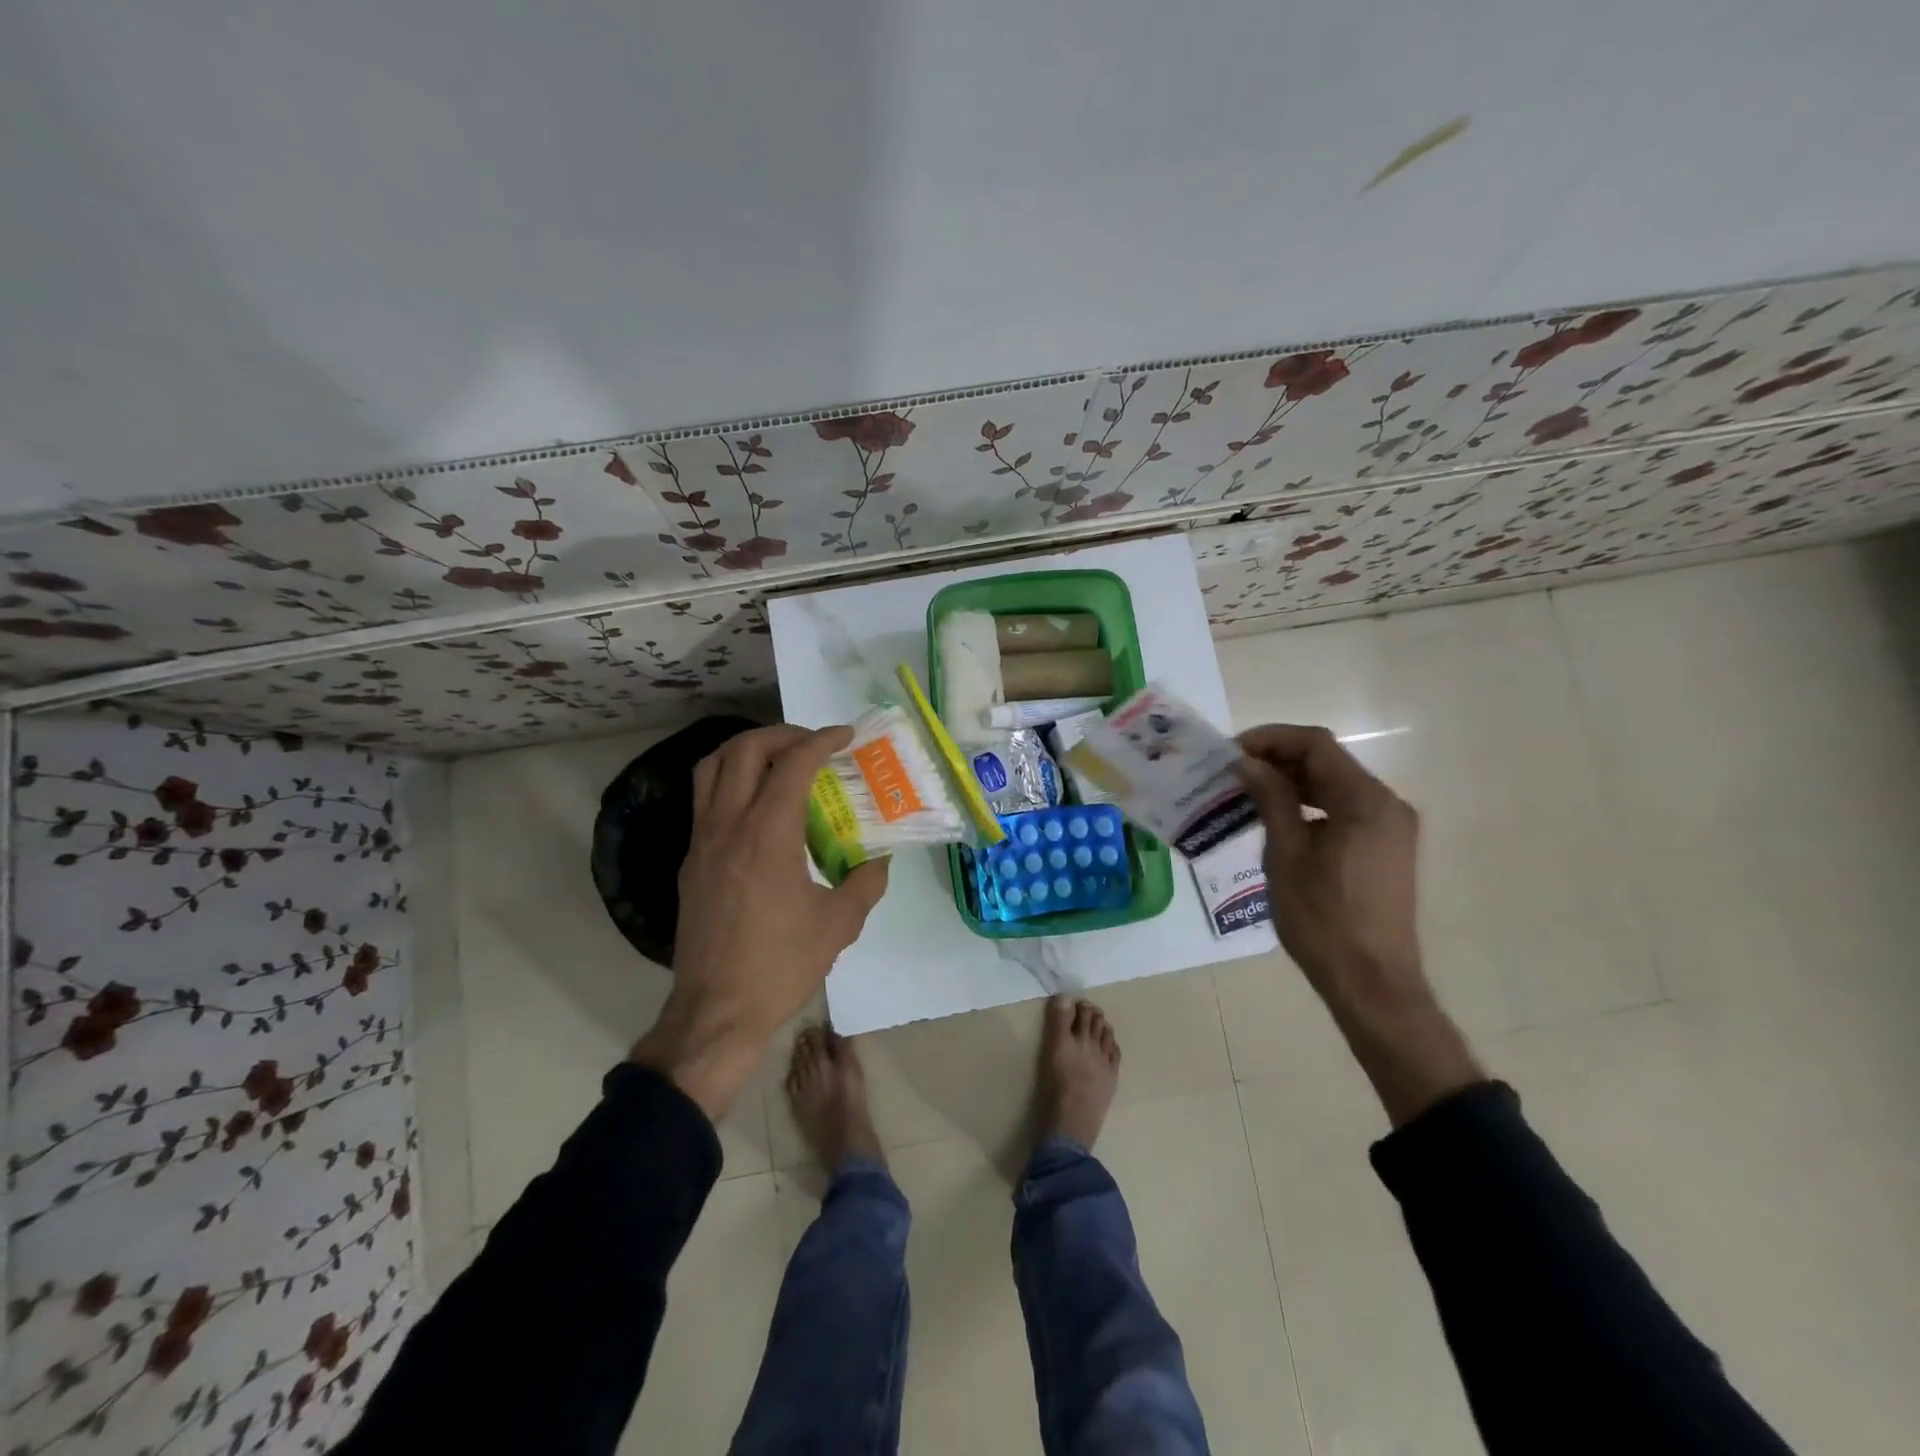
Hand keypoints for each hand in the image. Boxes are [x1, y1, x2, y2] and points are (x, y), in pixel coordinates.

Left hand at [631, 724, 888, 1118]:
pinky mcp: (690, 863)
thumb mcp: (838, 925)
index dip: (821, 741)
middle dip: (782, 734)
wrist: (715, 1013)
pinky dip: (731, 782)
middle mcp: (728, 827)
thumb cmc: (780, 966)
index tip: (845, 735)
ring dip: (747, 750)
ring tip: (779, 759)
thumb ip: (865, 883)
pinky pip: (705, 800)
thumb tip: (879, 859)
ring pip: (712, 768)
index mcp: (767, 836)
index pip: (792, 765)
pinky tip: (758, 807)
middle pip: (743, 750)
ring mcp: (701, 843)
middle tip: (813, 744)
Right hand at [1234, 724, 1422, 1001]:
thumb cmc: (1322, 919)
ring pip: (1335, 784)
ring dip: (1292, 780)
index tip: (1231, 751)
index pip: (1316, 745)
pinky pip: (1344, 808)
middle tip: (1232, 770)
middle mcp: (1386, 804)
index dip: (1271, 738)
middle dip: (1278, 758)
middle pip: (1328, 761)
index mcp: (1366, 801)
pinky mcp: (1384, 847)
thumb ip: (1270, 799)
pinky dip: (1310, 803)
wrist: (1370, 981)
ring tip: (1246, 790)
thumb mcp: (1286, 854)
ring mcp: (1390, 826)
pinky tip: (1277, 817)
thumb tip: (1246, 763)